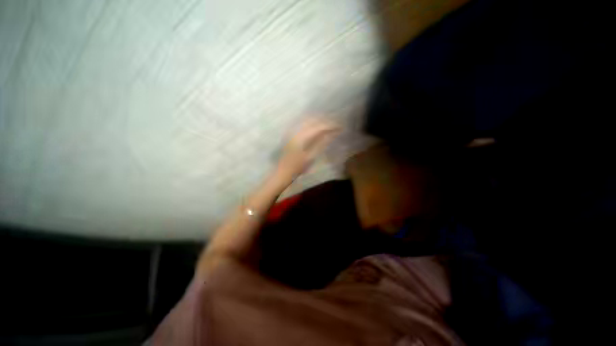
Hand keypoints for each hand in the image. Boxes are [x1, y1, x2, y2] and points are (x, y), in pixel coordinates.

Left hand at [276, 118, 339, 179]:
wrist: (284, 171)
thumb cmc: (298, 167)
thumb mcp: (311, 156)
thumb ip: (321, 144)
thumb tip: (332, 134)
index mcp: (302, 137)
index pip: (319, 127)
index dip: (330, 126)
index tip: (340, 128)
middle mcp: (297, 131)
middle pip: (314, 121)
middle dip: (325, 122)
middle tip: (336, 126)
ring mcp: (292, 131)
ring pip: (308, 121)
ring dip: (319, 121)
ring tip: (328, 126)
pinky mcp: (291, 134)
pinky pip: (303, 124)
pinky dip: (312, 124)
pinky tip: (317, 127)